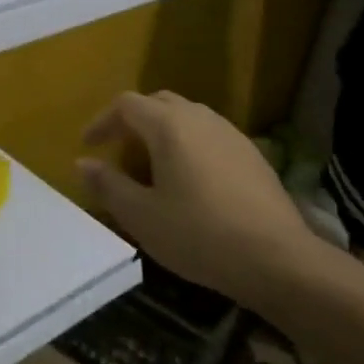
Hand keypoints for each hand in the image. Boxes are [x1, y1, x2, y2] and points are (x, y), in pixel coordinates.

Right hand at [77, 90, 323, 311]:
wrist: (280, 260)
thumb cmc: (199, 235)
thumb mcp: (141, 216)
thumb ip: (108, 185)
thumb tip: (83, 163)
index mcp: (169, 126)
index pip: (126, 105)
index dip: (102, 121)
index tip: (88, 146)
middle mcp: (200, 119)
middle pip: (158, 102)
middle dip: (132, 120)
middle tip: (118, 149)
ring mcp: (231, 134)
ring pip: (187, 117)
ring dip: (162, 131)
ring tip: (151, 163)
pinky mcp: (253, 155)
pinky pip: (210, 135)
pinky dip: (189, 144)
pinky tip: (190, 179)